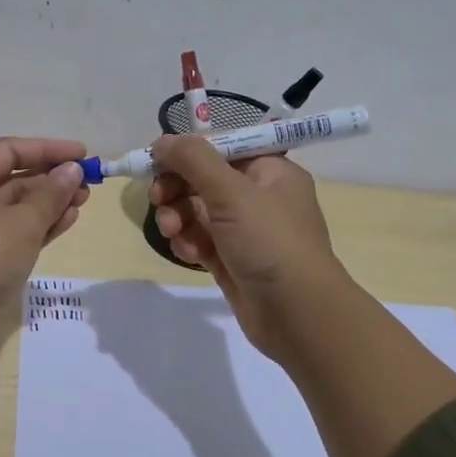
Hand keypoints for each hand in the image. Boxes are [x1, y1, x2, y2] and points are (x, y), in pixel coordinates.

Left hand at [0, 137, 90, 322]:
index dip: (47, 149)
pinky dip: (36, 227)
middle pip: (11, 179)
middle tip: (88, 184)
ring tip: (82, 204)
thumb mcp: (23, 222)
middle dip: (50, 179)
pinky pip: (10, 233)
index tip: (82, 155)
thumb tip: (71, 170)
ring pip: (13, 209)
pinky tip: (65, 224)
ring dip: (47, 204)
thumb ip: (51, 194)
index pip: (8, 150)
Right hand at [148, 134, 345, 362]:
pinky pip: (200, 240)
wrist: (298, 315)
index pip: (222, 147)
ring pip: (197, 211)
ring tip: (172, 231)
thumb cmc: (270, 242)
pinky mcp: (232, 260)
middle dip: (177, 187)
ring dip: (177, 216)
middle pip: (204, 179)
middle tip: (158, 198)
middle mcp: (259, 197)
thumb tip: (162, 141)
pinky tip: (187, 254)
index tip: (157, 161)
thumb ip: (193, 160)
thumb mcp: (232, 192)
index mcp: (270, 171)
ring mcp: (245, 231)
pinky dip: (188, 242)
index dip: (188, 152)